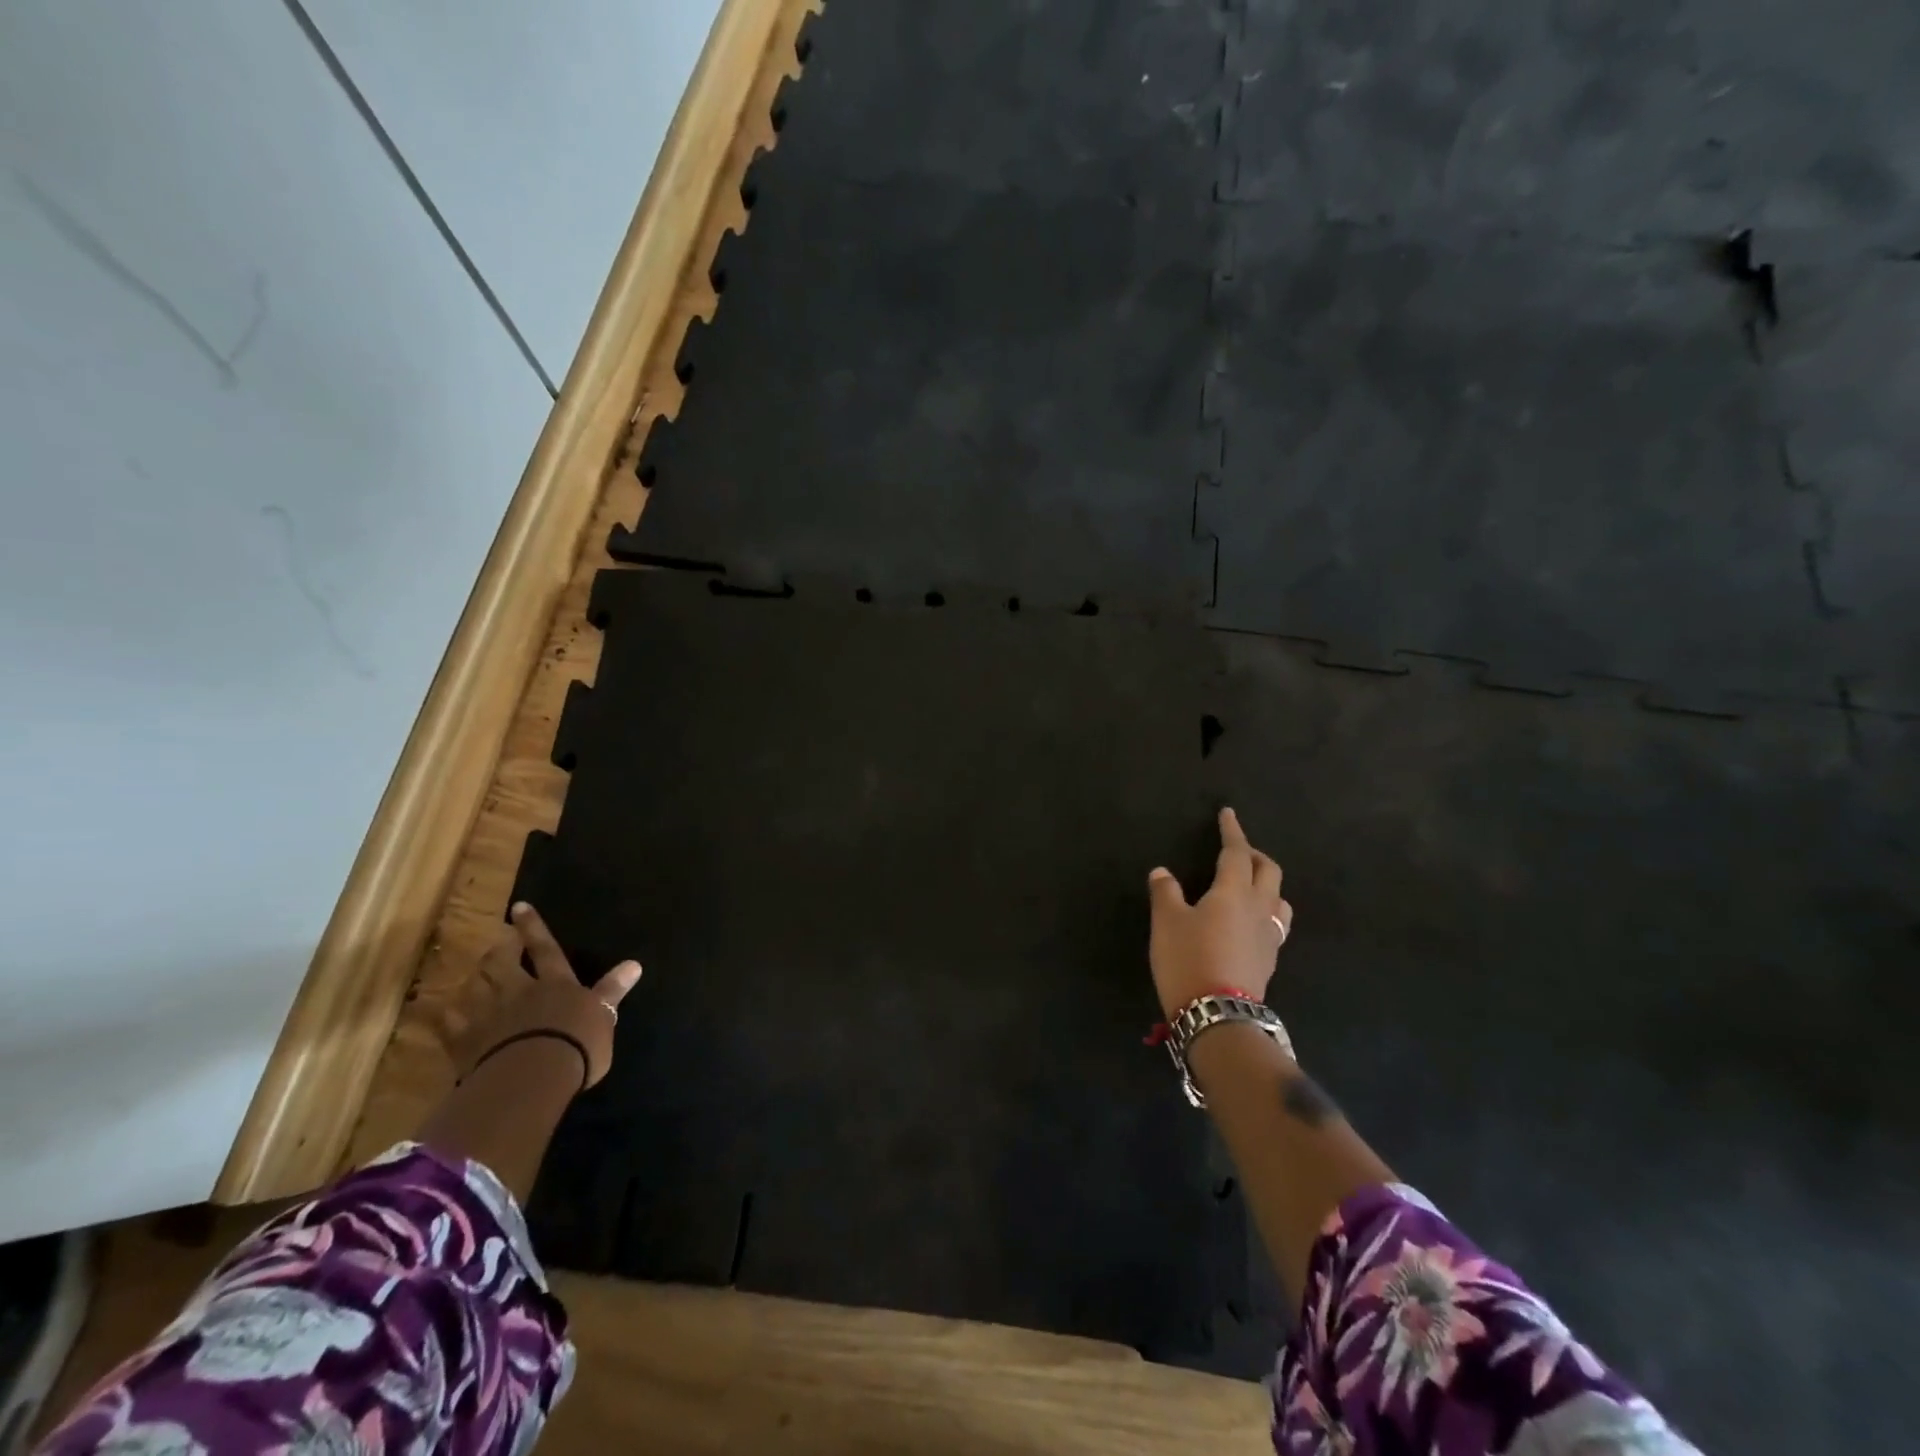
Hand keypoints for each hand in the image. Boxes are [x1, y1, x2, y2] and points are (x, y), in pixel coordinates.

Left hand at [445, 902, 641, 1087]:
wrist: (532, 1077)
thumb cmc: (577, 1046)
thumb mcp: (604, 1017)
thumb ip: (612, 991)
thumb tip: (634, 964)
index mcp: (555, 984)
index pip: (545, 948)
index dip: (533, 927)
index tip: (519, 907)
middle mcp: (518, 990)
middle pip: (501, 962)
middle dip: (499, 949)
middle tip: (498, 944)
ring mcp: (487, 1014)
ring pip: (474, 985)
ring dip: (474, 978)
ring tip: (474, 976)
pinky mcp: (464, 1040)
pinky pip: (449, 1022)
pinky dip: (447, 1015)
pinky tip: (446, 1013)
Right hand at [1146, 807, 1292, 1017]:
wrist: (1218, 1015)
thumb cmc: (1188, 959)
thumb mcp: (1166, 922)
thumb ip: (1165, 893)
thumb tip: (1163, 873)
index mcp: (1233, 892)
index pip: (1237, 852)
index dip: (1232, 831)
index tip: (1228, 814)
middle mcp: (1259, 908)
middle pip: (1268, 871)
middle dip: (1254, 855)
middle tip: (1237, 849)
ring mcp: (1269, 936)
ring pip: (1279, 898)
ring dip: (1267, 884)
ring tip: (1250, 884)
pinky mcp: (1270, 959)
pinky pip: (1275, 923)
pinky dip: (1266, 910)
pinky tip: (1251, 921)